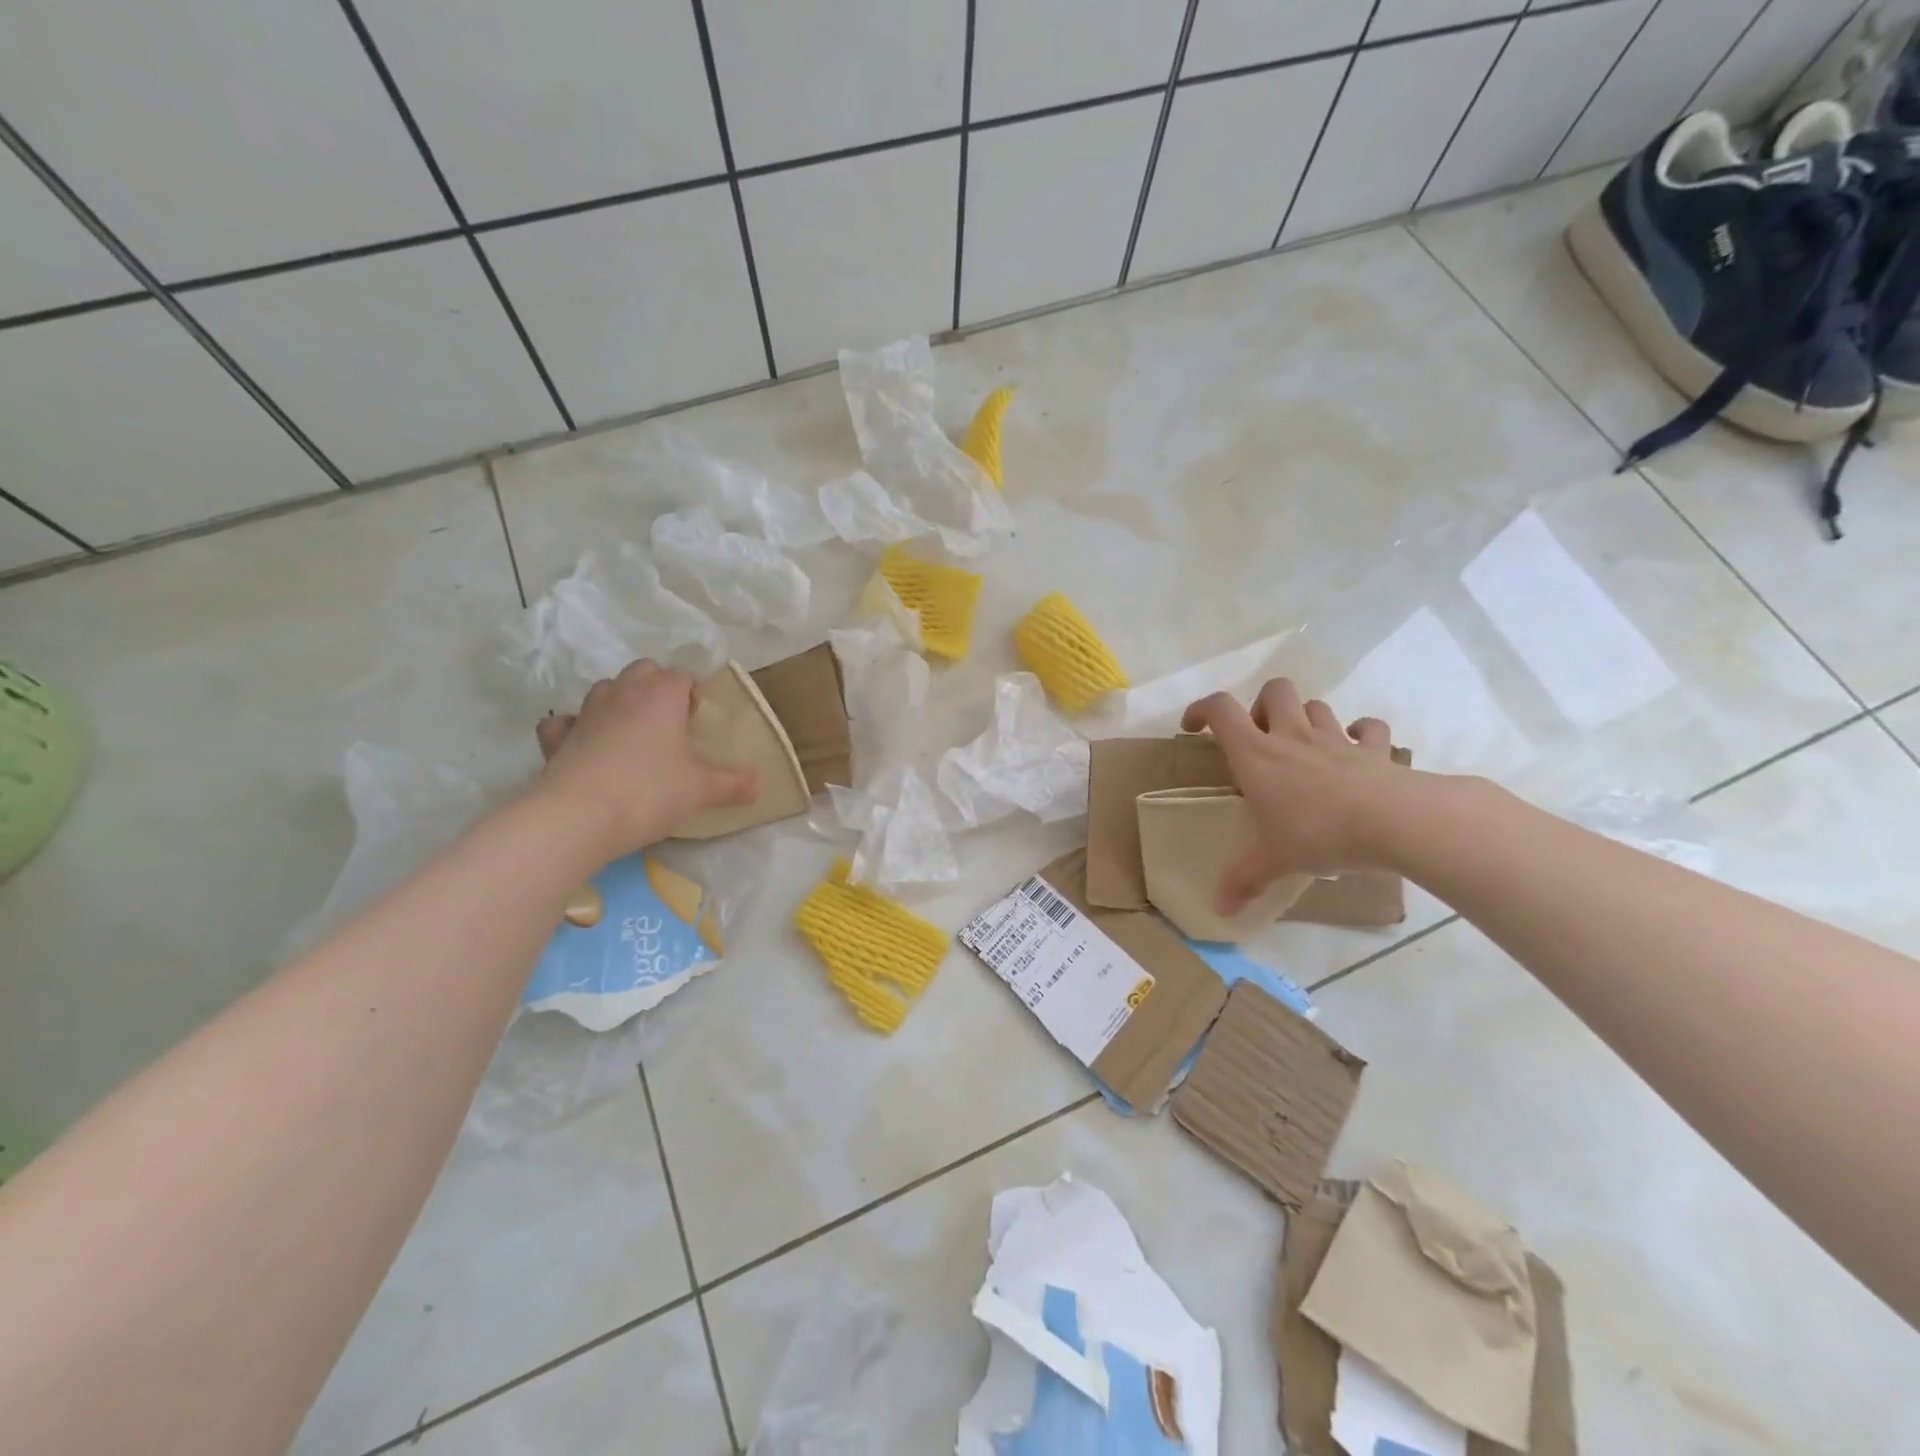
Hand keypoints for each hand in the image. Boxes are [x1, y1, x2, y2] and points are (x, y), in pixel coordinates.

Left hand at [533, 661, 758, 857]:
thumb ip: (733, 784)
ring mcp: (586, 713)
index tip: (697, 721)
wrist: (580, 816)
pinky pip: (564, 722)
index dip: (692, 694)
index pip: (681, 676)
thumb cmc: (651, 792)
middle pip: (642, 671)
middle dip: (656, 687)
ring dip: (619, 701)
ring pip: (605, 689)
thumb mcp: (702, 790)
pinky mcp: (557, 738)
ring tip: (633, 733)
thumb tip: (760, 783)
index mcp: (662, 696)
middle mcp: (623, 693)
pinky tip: (585, 745)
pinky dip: (574, 728)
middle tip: (669, 722)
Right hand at [1181, 678, 1404, 914]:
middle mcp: (1292, 736)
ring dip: (1306, 719)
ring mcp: (1336, 738)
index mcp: (1256, 754)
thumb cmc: (1319, 834)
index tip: (1194, 727)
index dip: (1202, 709)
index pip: (1220, 709)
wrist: (1396, 821)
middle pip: (1274, 690)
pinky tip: (1357, 751)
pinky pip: (1369, 729)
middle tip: (1261, 737)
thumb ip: (1245, 880)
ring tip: (1304, 748)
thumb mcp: (1275, 861)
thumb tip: (1219, 910)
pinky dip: (1362, 734)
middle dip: (1262, 704)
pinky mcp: (1375, 749)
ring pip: (1316, 706)